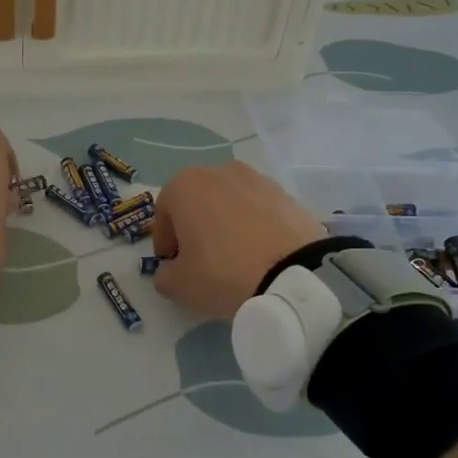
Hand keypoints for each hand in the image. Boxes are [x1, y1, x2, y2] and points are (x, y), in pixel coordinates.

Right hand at [149, 161, 326, 316]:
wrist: (293, 274)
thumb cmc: (221, 272)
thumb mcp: (178, 285)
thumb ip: (164, 275)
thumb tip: (171, 270)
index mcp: (185, 185)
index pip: (164, 212)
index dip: (164, 241)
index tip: (172, 264)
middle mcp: (219, 171)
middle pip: (197, 201)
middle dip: (195, 227)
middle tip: (201, 259)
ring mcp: (257, 179)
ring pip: (230, 203)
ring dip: (226, 223)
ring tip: (235, 257)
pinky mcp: (286, 194)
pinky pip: (259, 210)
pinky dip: (255, 226)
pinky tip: (260, 254)